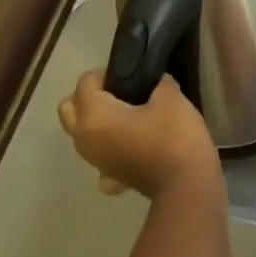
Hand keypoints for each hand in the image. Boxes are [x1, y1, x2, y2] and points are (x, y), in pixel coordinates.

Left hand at [58, 71, 220, 199]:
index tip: (131, 72)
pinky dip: (109, 147)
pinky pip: (101, 155)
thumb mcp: (170, 97)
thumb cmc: (173, 135)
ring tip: (127, 112)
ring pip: (82, 133)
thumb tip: (156, 82)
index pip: (85, 82)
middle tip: (119, 90)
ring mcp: (96, 161)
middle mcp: (85, 139)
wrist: (186, 184)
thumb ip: (158, 83)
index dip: (106, 72)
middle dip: (88, 95)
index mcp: (93, 116)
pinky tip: (131, 143)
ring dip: (96, 120)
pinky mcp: (111, 176)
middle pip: (69, 109)